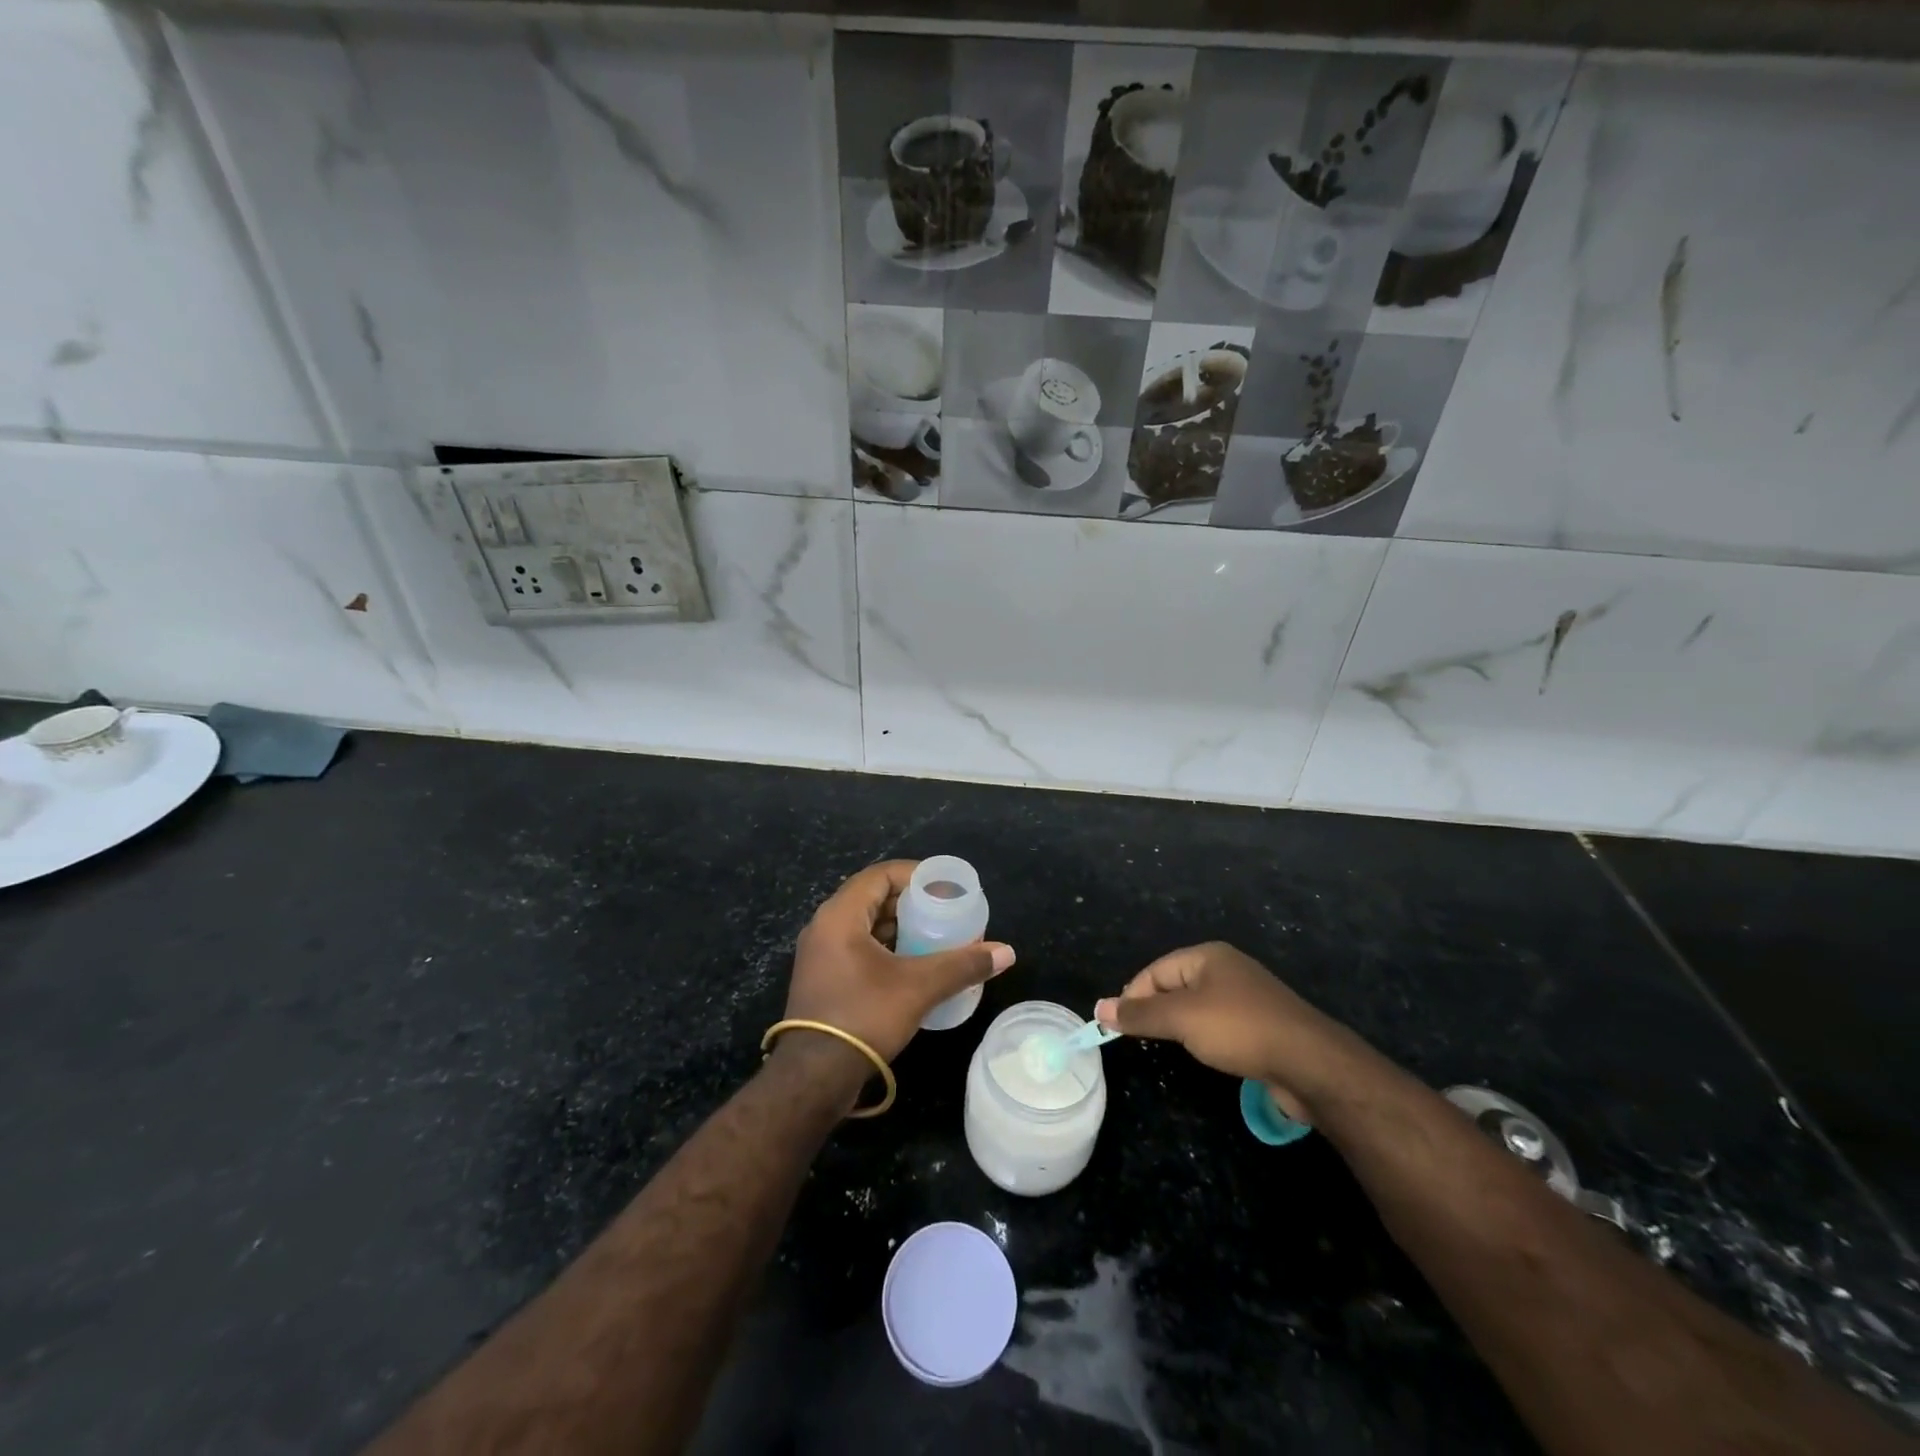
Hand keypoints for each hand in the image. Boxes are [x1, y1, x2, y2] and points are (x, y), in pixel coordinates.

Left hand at [786, 861, 1014, 1063]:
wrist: (814, 1076)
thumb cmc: (864, 1016)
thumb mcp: (919, 987)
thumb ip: (963, 965)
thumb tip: (1007, 952)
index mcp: (839, 915)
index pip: (880, 875)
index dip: (916, 875)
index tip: (946, 888)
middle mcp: (824, 927)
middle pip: (873, 898)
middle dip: (911, 903)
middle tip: (946, 913)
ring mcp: (820, 955)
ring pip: (865, 926)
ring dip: (900, 928)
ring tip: (936, 937)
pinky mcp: (823, 979)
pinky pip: (858, 948)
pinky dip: (886, 948)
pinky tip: (913, 965)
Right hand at [1095, 943, 1362, 1123]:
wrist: (1310, 1063)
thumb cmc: (1239, 1029)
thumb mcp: (1181, 1019)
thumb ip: (1139, 1014)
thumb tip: (1099, 1006)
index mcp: (1207, 956)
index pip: (1155, 971)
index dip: (1133, 997)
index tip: (1118, 1027)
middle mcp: (1227, 969)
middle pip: (1175, 986)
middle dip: (1155, 1011)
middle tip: (1141, 1040)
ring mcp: (1247, 997)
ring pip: (1197, 1007)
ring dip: (1180, 1026)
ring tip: (1170, 1048)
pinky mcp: (1262, 1025)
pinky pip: (1220, 1025)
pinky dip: (1205, 1038)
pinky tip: (1207, 1054)